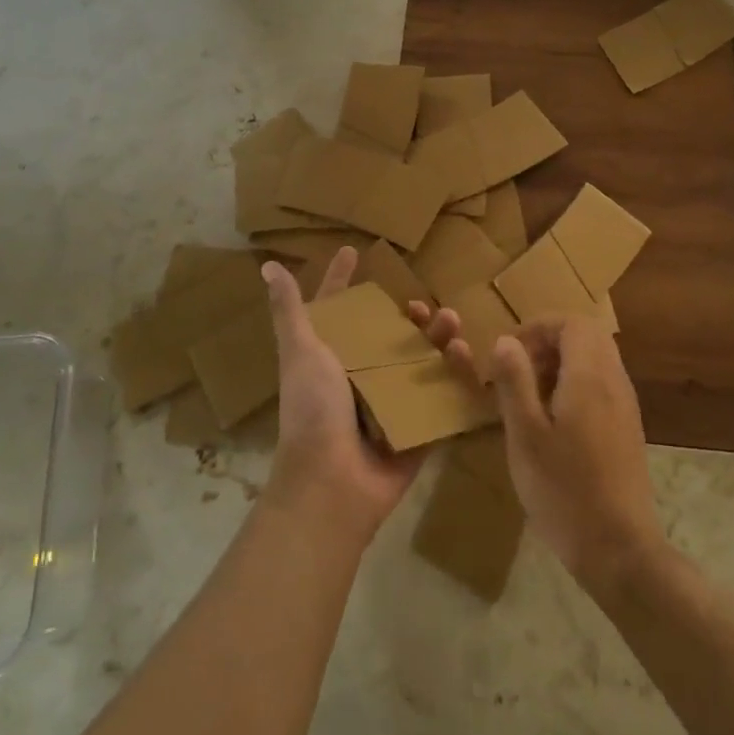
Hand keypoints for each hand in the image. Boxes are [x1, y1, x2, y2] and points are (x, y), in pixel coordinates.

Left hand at [261, 249, 454, 546]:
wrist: (332, 483)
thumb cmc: (313, 410)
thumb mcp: (301, 353)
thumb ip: (290, 311)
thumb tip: (267, 266)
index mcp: (332, 357)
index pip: (339, 309)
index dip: (343, 281)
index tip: (354, 251)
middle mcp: (361, 376)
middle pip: (389, 334)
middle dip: (409, 315)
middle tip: (422, 306)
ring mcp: (391, 402)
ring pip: (421, 360)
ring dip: (438, 339)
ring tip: (452, 323)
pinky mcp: (417, 426)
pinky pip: (441, 395)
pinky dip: (456, 375)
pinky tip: (465, 356)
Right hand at [439, 314, 664, 584]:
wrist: (620, 550)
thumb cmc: (565, 491)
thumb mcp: (525, 436)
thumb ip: (515, 382)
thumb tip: (505, 340)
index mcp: (590, 376)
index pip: (572, 322)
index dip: (538, 326)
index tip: (509, 350)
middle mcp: (614, 381)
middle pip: (587, 335)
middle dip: (550, 341)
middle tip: (519, 369)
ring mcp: (625, 405)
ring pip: (596, 359)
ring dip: (563, 363)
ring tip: (530, 396)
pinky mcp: (627, 428)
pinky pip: (603, 383)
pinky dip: (577, 384)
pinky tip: (554, 421)